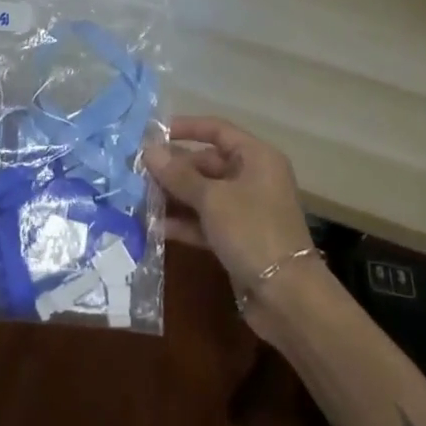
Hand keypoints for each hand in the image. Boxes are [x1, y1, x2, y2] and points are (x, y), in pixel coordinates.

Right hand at [148, 116, 317, 340]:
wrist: (287, 296)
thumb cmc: (252, 231)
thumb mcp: (212, 199)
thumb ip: (178, 175)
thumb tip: (149, 151)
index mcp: (256, 158)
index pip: (217, 130)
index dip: (186, 128)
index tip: (153, 133)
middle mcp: (253, 178)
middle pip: (207, 163)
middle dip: (174, 167)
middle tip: (138, 171)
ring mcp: (246, 210)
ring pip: (204, 193)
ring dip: (174, 196)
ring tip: (139, 197)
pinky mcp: (238, 238)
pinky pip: (206, 221)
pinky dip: (184, 222)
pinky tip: (154, 227)